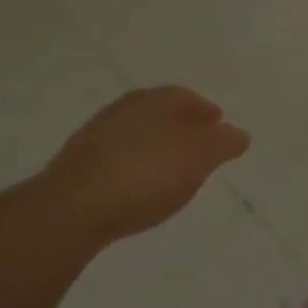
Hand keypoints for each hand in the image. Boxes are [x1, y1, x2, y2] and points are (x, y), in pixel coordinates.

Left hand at [43, 87, 249, 242]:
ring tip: (166, 171)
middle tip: (195, 147)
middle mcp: (125, 108)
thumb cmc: (147, 174)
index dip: (205, 111)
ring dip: (151, 147)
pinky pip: (113, 160)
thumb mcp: (200, 158)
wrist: (69, 210)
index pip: (186, 96)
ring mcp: (94, 137)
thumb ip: (223, 144)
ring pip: (134, 135)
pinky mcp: (72, 168)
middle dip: (178, 127)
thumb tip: (238, 134)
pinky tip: (134, 188)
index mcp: (157, 98)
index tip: (218, 126)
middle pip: (159, 113)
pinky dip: (129, 168)